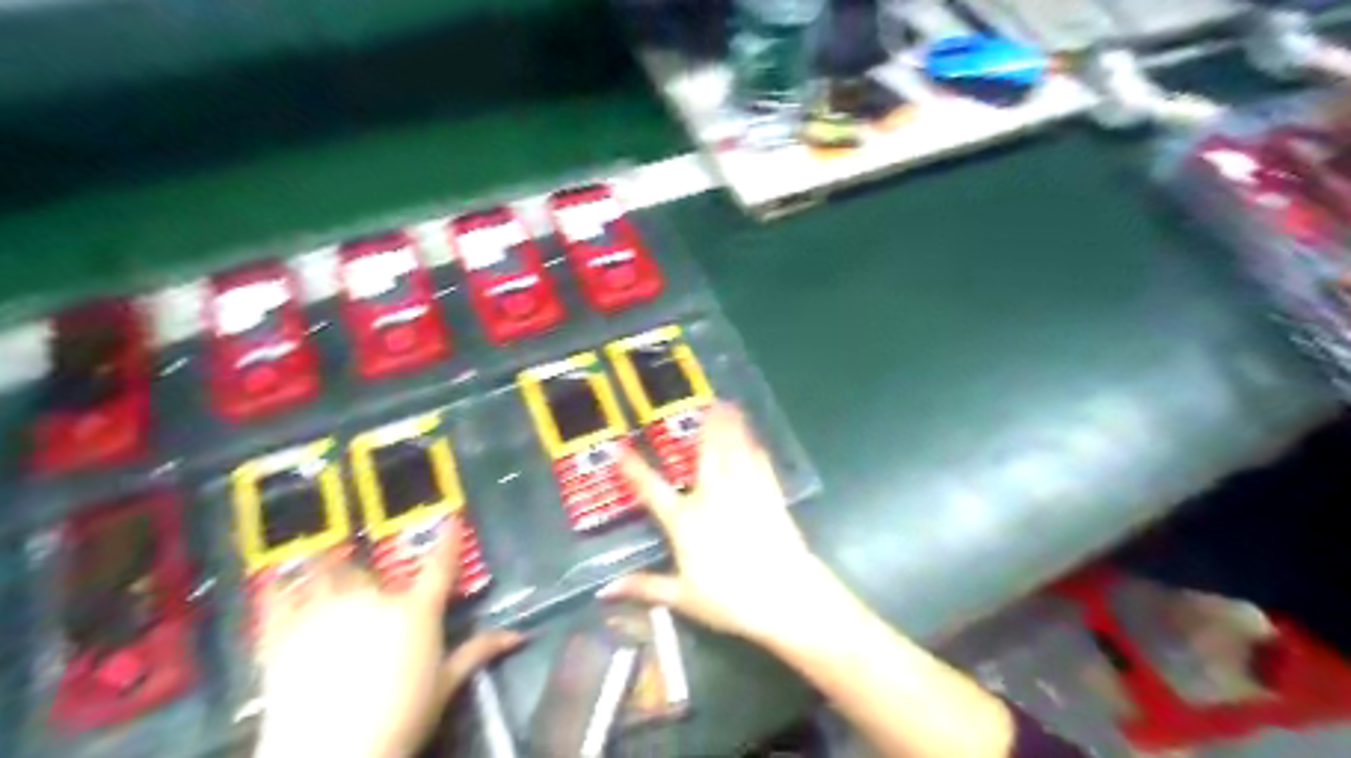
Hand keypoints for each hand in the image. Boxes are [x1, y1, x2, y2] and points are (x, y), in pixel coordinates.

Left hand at [249, 519, 524, 757]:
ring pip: (325, 572)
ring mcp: (327, 610)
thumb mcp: (445, 685)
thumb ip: (479, 652)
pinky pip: (277, 597)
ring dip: (324, 568)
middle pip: (370, 570)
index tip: (452, 517)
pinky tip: (277, 582)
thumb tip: (521, 635)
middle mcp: (374, 598)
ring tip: (319, 566)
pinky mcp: (285, 631)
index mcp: (417, 610)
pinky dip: (278, 587)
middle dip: (367, 576)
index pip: (441, 563)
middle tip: (364, 588)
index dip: (449, 538)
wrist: (332, 755)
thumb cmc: (402, 718)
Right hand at [605, 402, 835, 644]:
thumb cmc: (729, 598)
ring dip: (731, 427)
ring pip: (734, 451)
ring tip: (730, 405)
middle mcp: (712, 498)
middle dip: (704, 427)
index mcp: (686, 521)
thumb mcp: (682, 598)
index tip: (620, 447)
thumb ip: (645, 587)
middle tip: (706, 402)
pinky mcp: (769, 497)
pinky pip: (760, 464)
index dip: (634, 468)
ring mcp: (743, 493)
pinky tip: (755, 438)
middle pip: (705, 454)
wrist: (783, 595)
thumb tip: (604, 590)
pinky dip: (755, 447)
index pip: (652, 490)